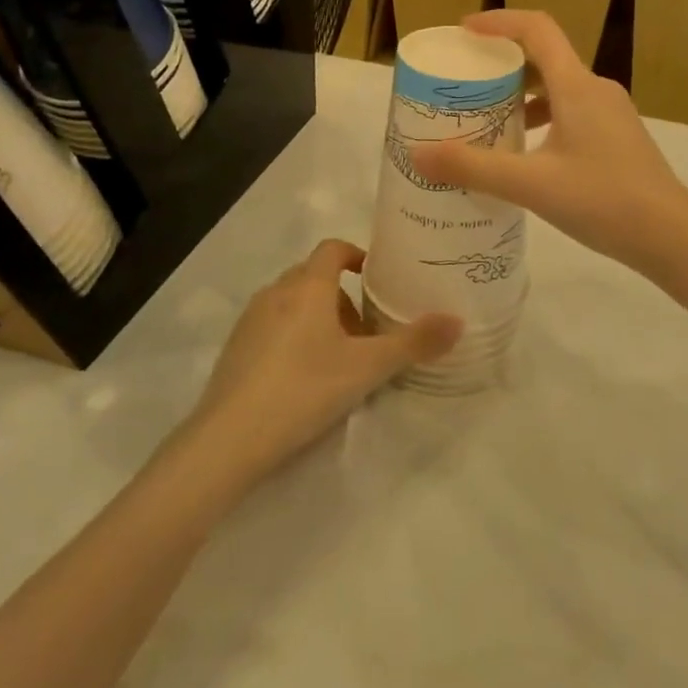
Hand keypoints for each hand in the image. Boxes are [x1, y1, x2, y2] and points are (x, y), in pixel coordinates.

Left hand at [189, 241, 460, 482]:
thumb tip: (458, 321)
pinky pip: (272, 326)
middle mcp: (276, 292)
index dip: (356, 255)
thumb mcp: (367, 368)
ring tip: (338, 357)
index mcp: (308, 286)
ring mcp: (250, 319)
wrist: (229, 438)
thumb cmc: (305, 389)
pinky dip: (293, 336)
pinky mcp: (235, 348)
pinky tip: (303, 377)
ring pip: (292, 302)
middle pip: (313, 276)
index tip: (376, 279)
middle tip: (366, 331)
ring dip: (317, 317)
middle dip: (342, 296)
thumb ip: (414, 343)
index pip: (333, 248)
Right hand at [412, 12, 687, 272]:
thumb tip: (418, 155)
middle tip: (466, 80)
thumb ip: (473, 168)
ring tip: (487, 119)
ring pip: (558, 88)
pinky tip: (524, 154)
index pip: (537, 29)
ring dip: (521, 95)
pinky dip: (541, 118)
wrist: (672, 237)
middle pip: (545, 58)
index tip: (464, 32)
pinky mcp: (617, 138)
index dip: (498, 22)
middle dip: (503, 63)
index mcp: (577, 86)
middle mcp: (596, 90)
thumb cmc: (603, 200)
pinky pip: (571, 112)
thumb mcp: (531, 185)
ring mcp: (611, 115)